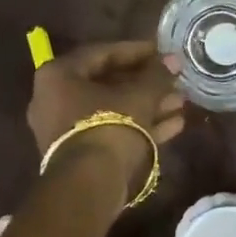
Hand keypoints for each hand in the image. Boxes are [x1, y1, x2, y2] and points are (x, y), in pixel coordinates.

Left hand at [28, 40, 185, 191]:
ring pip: (113, 110)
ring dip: (148, 105)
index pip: (101, 53)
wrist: (89, 185)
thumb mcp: (139, 96)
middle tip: (174, 80)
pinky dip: (140, 127)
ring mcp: (65, 130)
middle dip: (145, 83)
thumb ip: (157, 75)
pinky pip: (111, 131)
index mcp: (58, 76)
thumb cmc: (109, 126)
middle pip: (107, 84)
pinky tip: (174, 125)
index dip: (136, 51)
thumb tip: (173, 60)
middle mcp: (54, 100)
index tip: (162, 52)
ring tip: (180, 102)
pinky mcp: (79, 155)